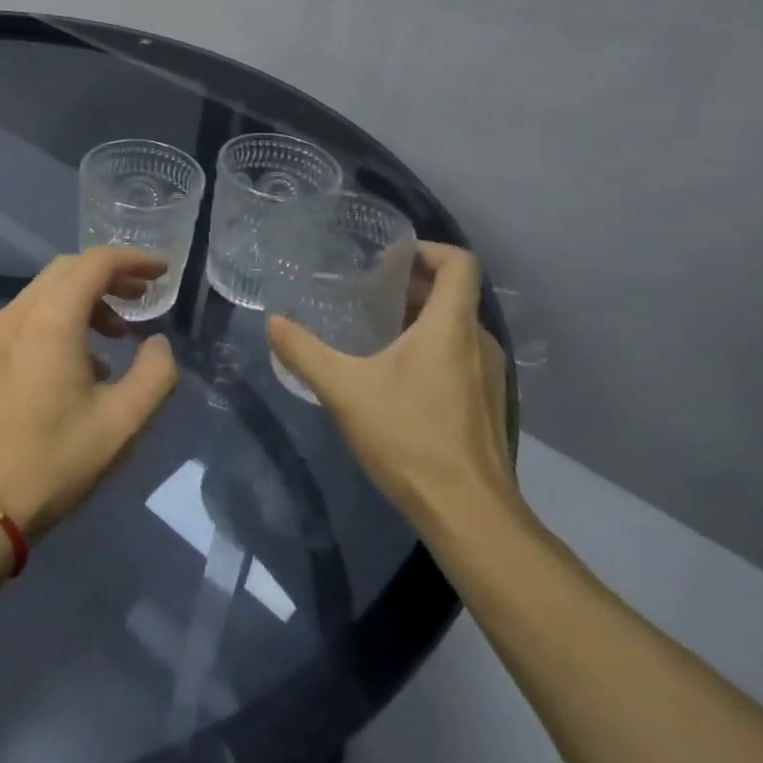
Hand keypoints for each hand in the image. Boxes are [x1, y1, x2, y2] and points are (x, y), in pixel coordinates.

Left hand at [0, 248, 179, 539]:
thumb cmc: (55, 459)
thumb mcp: (122, 422)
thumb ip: (155, 374)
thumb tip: (159, 344)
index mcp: (51, 318)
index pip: (96, 264)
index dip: (133, 260)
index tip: (163, 272)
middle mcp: (20, 313)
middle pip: (68, 270)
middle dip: (110, 275)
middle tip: (144, 296)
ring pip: (47, 292)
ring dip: (86, 298)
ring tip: (119, 334)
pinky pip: (31, 316)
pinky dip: (62, 317)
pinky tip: (83, 361)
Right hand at [268, 242, 515, 535]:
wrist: (469, 514)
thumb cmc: (410, 438)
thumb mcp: (345, 391)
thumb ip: (304, 353)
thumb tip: (273, 323)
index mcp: (450, 327)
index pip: (458, 263)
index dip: (427, 249)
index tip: (388, 257)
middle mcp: (478, 343)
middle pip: (453, 293)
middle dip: (411, 284)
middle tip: (366, 290)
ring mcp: (489, 376)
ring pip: (456, 327)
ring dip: (420, 318)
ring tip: (376, 330)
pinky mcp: (487, 404)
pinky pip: (460, 356)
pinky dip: (431, 348)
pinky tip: (395, 376)